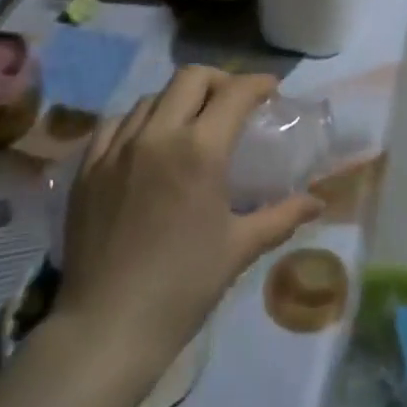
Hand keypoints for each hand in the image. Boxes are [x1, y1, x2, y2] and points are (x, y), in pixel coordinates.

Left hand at [59, 66, 322, 358]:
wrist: (106, 329)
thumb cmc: (183, 287)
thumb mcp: (240, 248)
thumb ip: (282, 215)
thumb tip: (317, 201)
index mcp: (200, 150)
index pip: (235, 92)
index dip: (258, 84)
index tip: (271, 91)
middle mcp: (158, 134)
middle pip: (191, 77)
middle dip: (218, 81)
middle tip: (232, 103)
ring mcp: (118, 148)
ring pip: (152, 96)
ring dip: (179, 100)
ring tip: (190, 123)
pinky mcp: (89, 167)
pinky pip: (115, 123)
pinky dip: (138, 121)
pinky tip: (146, 142)